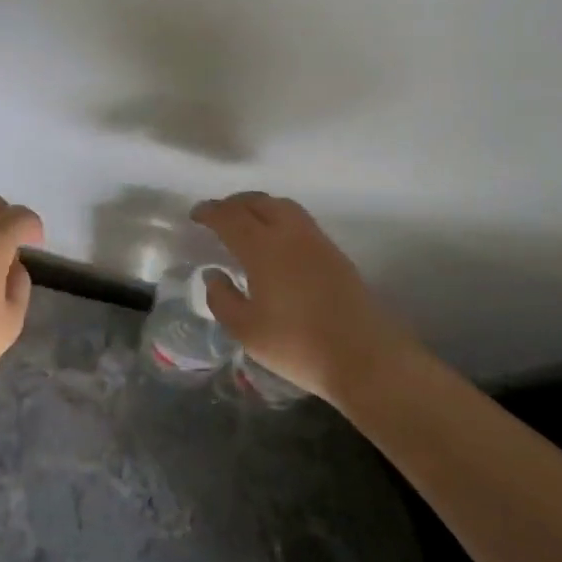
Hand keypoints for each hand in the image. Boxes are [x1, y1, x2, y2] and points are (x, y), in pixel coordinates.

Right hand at [191, 192, 420, 404]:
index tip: (195, 215)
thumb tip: (214, 275)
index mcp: (263, 248)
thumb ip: (222, 299)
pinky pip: (300, 221)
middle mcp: (290, 234)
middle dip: (233, 204)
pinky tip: (276, 240)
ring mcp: (317, 241)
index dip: (210, 212)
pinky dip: (279, 218)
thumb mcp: (246, 330)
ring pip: (283, 206)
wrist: (365, 358)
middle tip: (218, 215)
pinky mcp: (335, 254)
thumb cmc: (297, 345)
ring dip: (259, 206)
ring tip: (246, 221)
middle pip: (258, 202)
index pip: (230, 217)